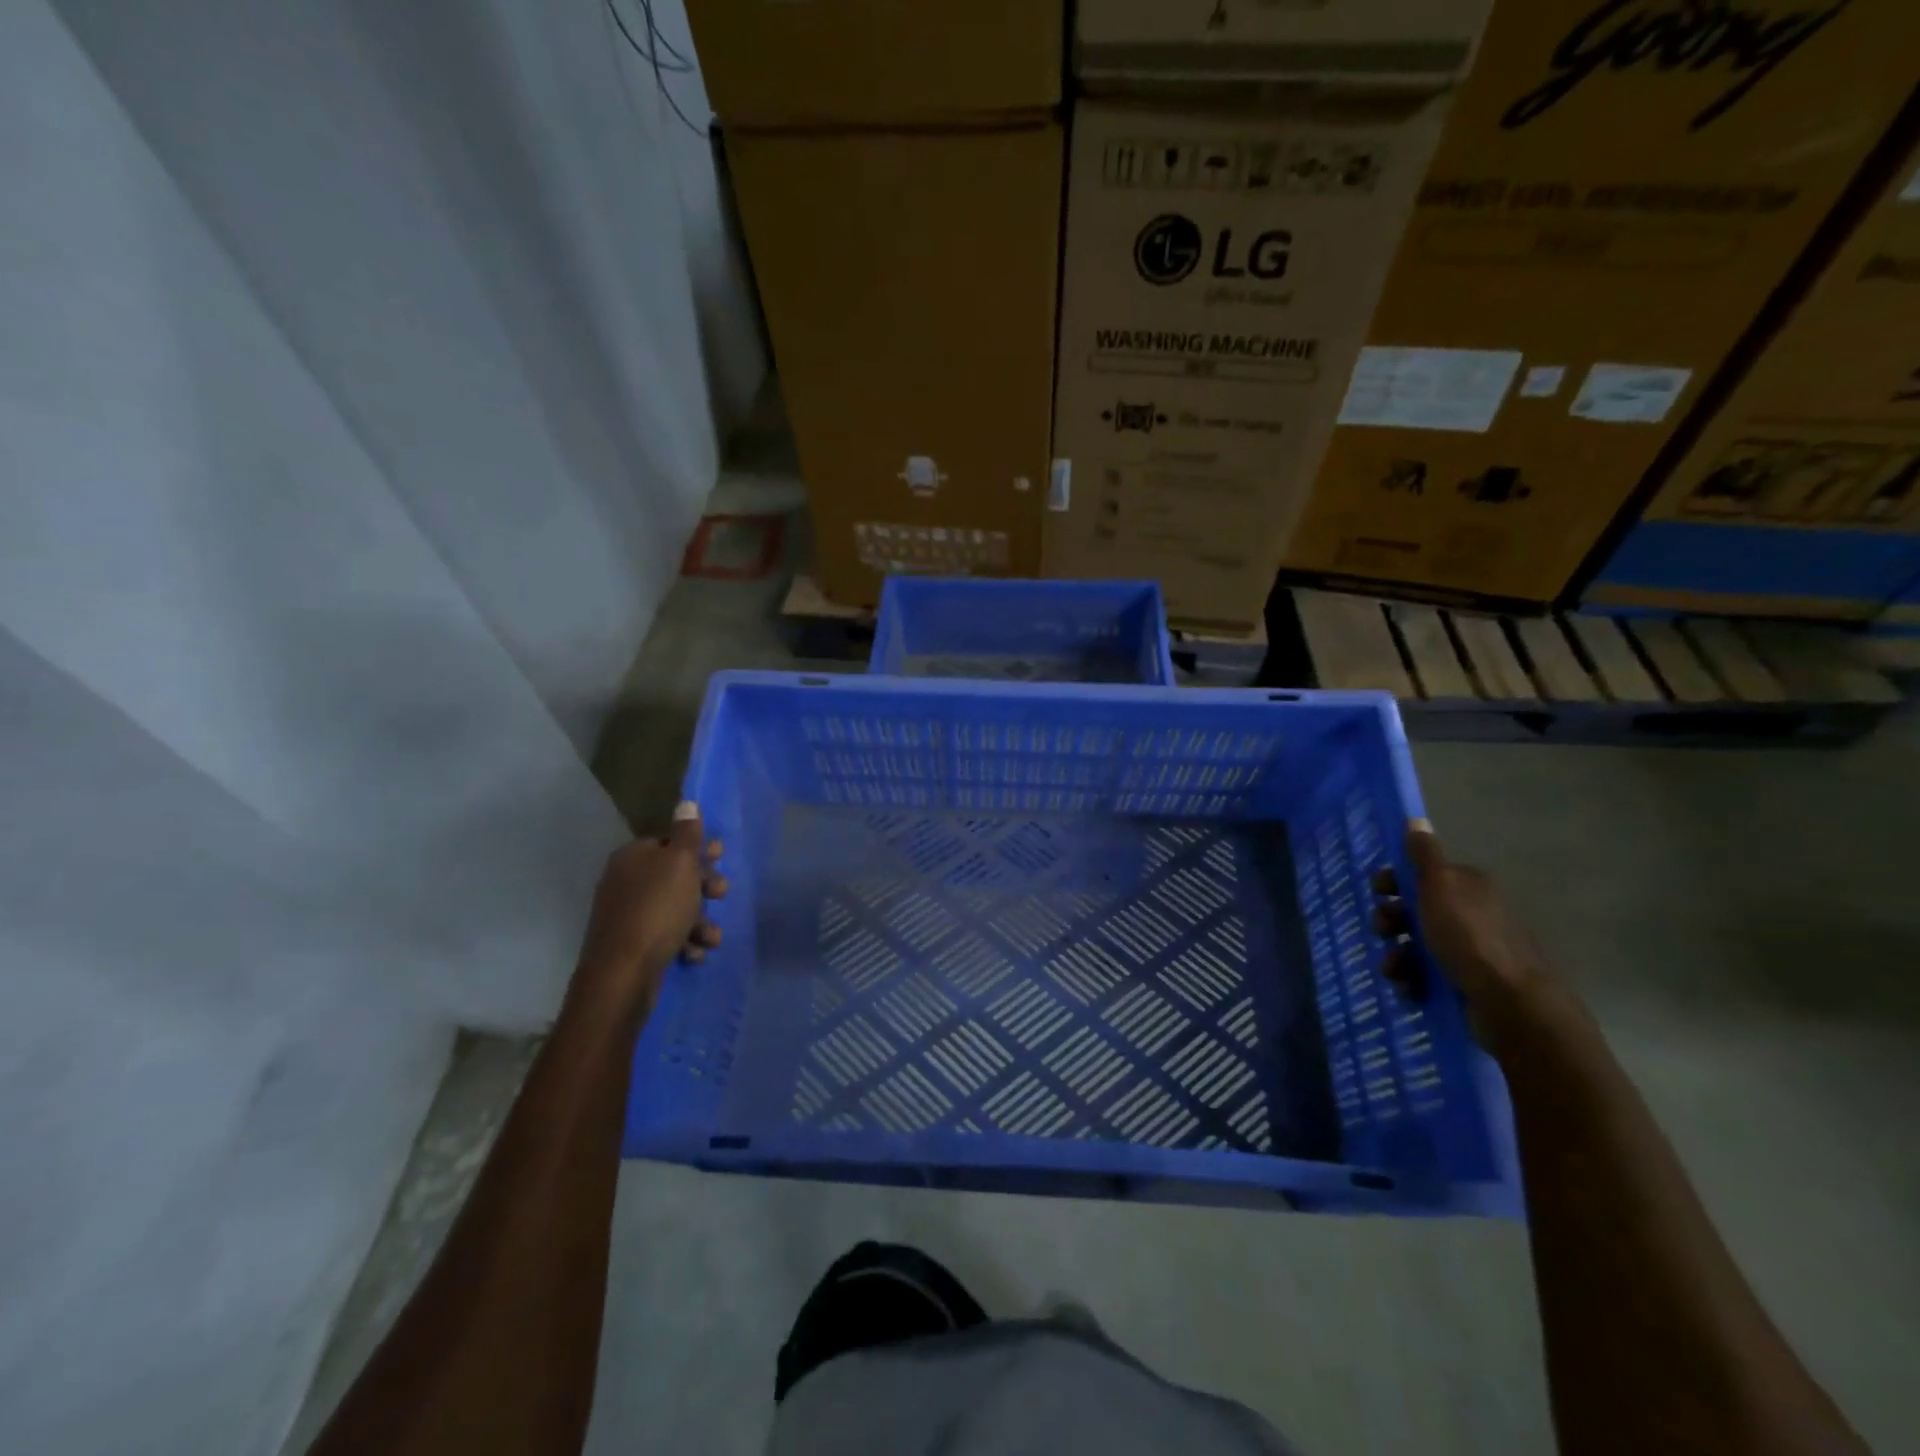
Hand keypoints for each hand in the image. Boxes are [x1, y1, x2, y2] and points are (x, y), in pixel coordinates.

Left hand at [577, 801, 726, 1010]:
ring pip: (674, 909)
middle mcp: (625, 882)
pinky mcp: (631, 945)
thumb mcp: (680, 863)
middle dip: (703, 887)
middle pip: (674, 876)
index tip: (721, 856)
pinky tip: (694, 953)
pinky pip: (665, 936)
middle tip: (721, 894)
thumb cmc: (658, 909)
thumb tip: (686, 801)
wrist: (623, 973)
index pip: (668, 842)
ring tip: (711, 938)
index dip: (697, 849)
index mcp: (633, 857)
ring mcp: (626, 915)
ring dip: (699, 922)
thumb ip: (688, 833)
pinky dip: (684, 942)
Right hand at [1371, 820, 1554, 1049]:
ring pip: (1416, 945)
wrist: (1511, 1004)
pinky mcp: (1466, 983)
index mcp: (1466, 887)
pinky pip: (1426, 976)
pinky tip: (1409, 988)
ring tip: (1395, 970)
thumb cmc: (1469, 938)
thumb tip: (1415, 819)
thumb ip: (1424, 856)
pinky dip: (1412, 980)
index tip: (1378, 892)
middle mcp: (1469, 914)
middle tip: (1384, 932)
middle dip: (1391, 921)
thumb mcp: (1439, 888)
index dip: (1394, 882)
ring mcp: (1469, 951)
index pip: (1421, 875)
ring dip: (1396, 956)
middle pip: (1414, 910)